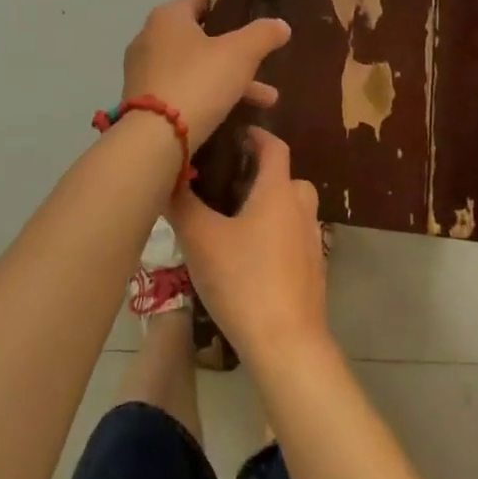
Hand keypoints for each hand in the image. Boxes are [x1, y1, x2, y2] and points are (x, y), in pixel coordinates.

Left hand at [121, 0, 289, 148]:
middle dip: (238, 56)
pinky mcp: (142, 102)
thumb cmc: (198, 81)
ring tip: (267, 102)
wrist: (153, 138)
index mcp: (168, 17)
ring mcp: (143, 72)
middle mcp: (149, 38)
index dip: (229, 7)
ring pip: (195, 69)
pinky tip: (235, 117)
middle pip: (202, 39)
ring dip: (230, 82)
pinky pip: (182, 92)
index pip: (202, 0)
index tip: (253, 20)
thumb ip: (263, 35)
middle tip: (266, 68)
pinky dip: (207, 99)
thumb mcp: (240, 54)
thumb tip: (281, 24)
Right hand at [168, 129, 328, 364]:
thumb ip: (181, 204)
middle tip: (222, 183)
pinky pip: (291, 236)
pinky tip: (246, 257)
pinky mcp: (312, 269)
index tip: (231, 134)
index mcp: (279, 191)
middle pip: (283, 177)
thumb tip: (165, 177)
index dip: (255, 135)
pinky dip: (272, 234)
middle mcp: (301, 207)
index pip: (274, 146)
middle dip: (256, 174)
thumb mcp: (201, 239)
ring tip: (228, 220)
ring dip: (264, 206)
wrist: (286, 343)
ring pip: (288, 209)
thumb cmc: (243, 280)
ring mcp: (311, 239)